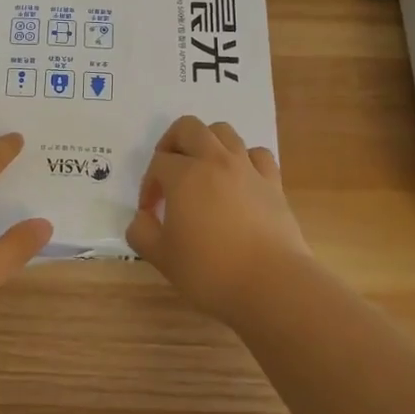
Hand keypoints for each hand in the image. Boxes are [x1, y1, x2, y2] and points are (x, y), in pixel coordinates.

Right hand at [126, 115, 312, 321]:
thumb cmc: (210, 271)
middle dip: (172, 143)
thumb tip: (142, 218)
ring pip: (224, 132)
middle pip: (188, 128)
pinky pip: (257, 154)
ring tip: (202, 170)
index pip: (157, 163)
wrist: (272, 285)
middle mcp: (215, 161)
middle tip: (168, 173)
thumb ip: (141, 232)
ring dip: (207, 143)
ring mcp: (247, 168)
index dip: (148, 185)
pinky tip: (239, 180)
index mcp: (184, 175)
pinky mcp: (273, 183)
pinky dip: (244, 159)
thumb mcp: (161, 257)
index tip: (150, 213)